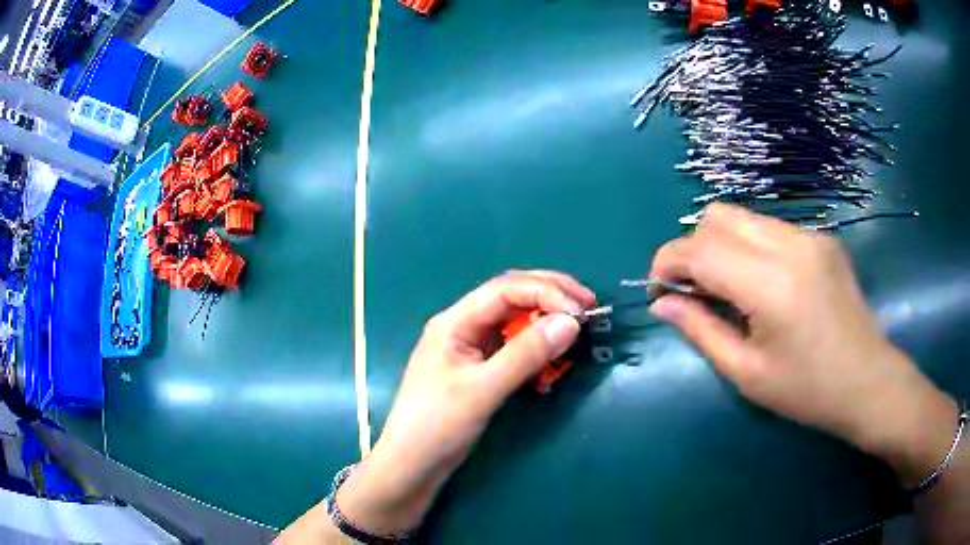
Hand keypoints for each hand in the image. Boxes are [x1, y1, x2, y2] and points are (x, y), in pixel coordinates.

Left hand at [337, 271, 594, 533]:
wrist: (413, 464)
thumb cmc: (438, 425)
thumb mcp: (483, 389)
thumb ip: (525, 355)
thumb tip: (571, 322)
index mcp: (455, 321)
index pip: (506, 289)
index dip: (546, 292)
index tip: (581, 310)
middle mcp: (464, 327)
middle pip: (512, 297)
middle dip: (550, 297)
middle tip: (588, 306)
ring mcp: (472, 349)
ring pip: (515, 323)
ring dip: (545, 326)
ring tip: (573, 337)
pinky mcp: (480, 370)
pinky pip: (514, 350)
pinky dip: (536, 354)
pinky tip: (547, 372)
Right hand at [649, 203, 956, 486]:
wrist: (868, 381)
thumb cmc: (807, 391)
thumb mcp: (747, 373)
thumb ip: (701, 330)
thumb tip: (662, 303)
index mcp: (772, 284)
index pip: (700, 248)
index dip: (667, 262)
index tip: (659, 290)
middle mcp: (791, 244)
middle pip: (718, 216)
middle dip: (693, 248)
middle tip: (694, 290)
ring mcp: (810, 235)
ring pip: (743, 217)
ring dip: (722, 245)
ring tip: (728, 288)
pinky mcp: (822, 238)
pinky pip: (770, 228)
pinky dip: (750, 247)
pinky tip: (762, 284)